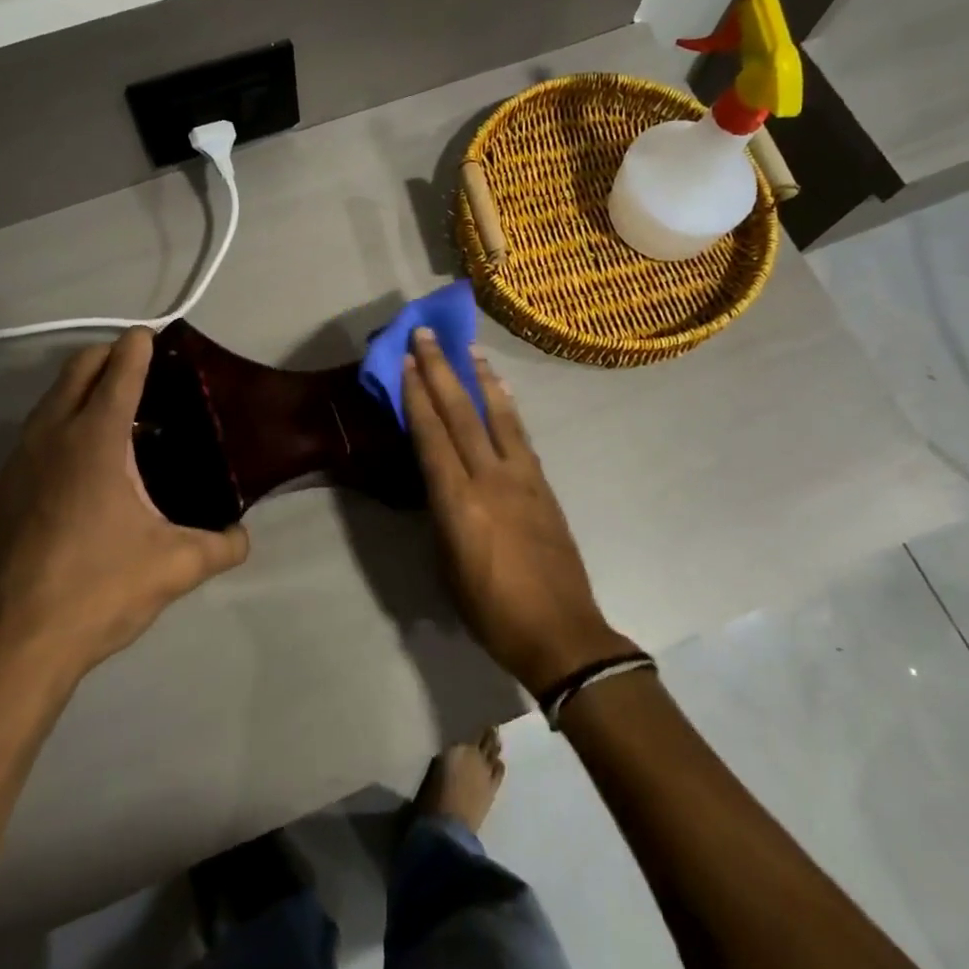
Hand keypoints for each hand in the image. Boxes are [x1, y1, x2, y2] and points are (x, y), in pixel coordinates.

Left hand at [0, 328, 249, 700]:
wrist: (18, 646)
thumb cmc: (100, 589)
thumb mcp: (176, 566)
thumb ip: (222, 545)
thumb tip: (243, 536)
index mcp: (96, 440)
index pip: (119, 371)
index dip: (138, 346)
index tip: (154, 334)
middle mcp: (52, 436)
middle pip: (77, 369)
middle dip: (109, 356)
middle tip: (143, 368)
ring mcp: (20, 461)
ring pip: (51, 399)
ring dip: (83, 388)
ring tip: (121, 412)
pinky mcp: (5, 489)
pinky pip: (38, 431)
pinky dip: (63, 421)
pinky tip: (88, 461)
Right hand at [401, 329, 631, 694]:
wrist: (561, 632)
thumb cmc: (491, 611)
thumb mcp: (448, 565)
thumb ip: (442, 514)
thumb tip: (438, 481)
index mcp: (458, 502)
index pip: (432, 436)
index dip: (417, 396)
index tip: (407, 362)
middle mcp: (489, 479)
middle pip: (461, 414)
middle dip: (442, 371)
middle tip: (428, 336)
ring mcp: (522, 478)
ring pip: (497, 415)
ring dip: (480, 378)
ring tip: (469, 349)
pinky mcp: (543, 485)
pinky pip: (520, 435)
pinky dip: (507, 407)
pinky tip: (501, 392)